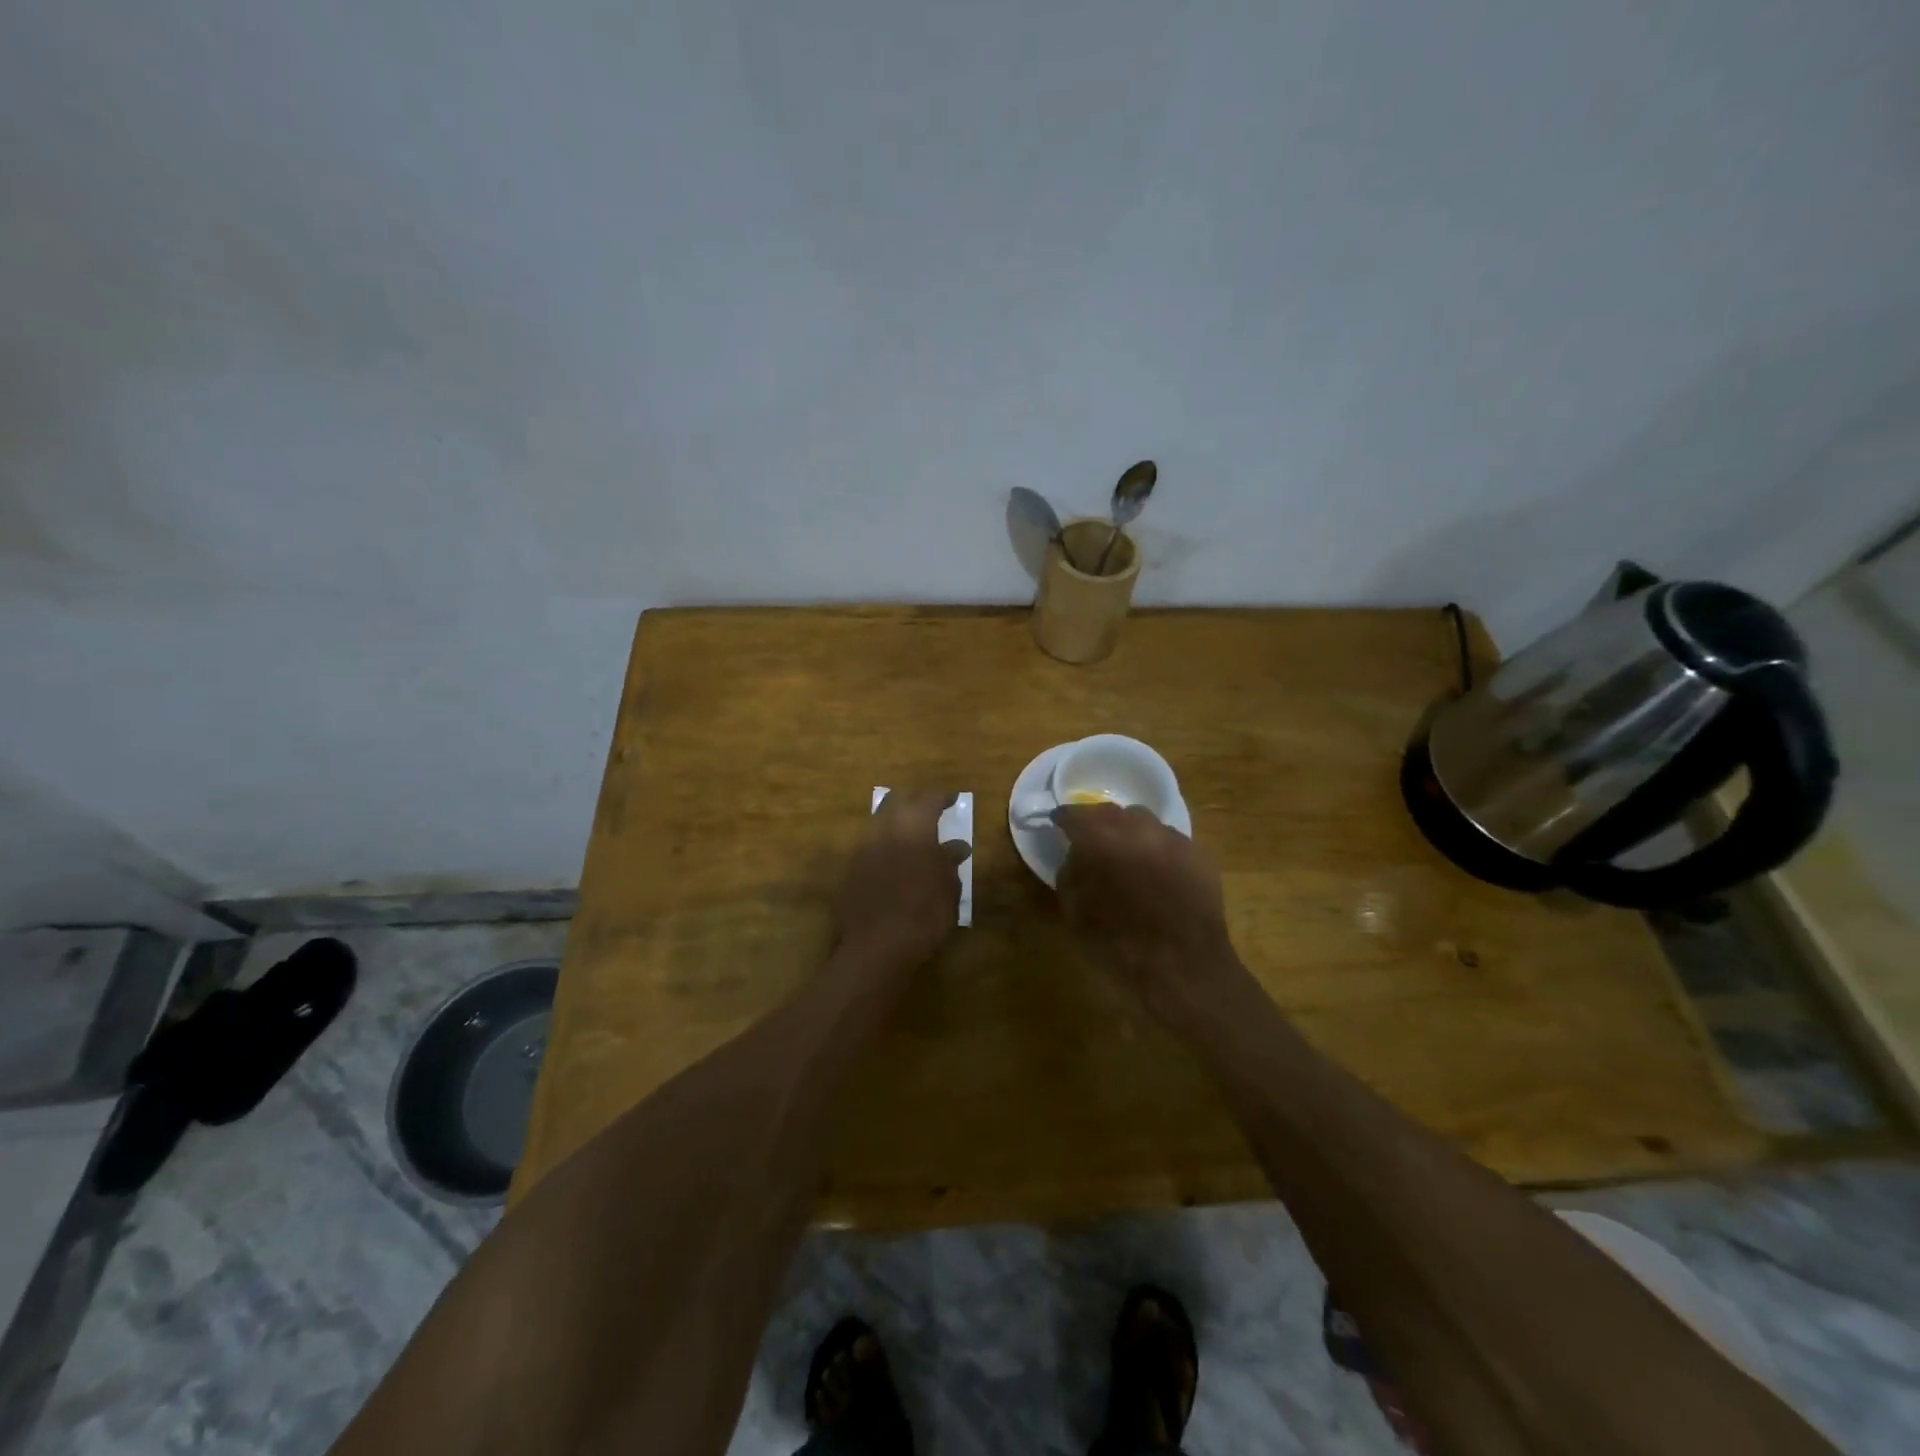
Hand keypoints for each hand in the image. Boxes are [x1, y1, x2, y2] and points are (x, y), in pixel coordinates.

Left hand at [833, 792, 969, 967]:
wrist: (876, 947)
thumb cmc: (923, 914)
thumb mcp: (947, 889)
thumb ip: (949, 862)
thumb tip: (956, 846)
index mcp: (913, 828)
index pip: (928, 800)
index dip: (942, 797)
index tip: (953, 799)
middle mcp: (884, 830)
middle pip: (897, 803)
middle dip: (914, 803)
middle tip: (930, 812)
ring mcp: (862, 849)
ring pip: (879, 823)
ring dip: (896, 824)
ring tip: (912, 837)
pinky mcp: (849, 870)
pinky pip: (869, 846)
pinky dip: (884, 846)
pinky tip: (894, 861)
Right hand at [1055, 804, 1241, 1026]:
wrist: (1184, 968)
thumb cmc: (1119, 946)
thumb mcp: (1075, 914)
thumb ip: (1070, 875)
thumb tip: (1076, 857)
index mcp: (1100, 840)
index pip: (1075, 814)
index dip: (1064, 819)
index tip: (1059, 824)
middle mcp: (1137, 829)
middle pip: (1111, 812)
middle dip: (1098, 822)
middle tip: (1093, 840)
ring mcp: (1172, 838)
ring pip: (1145, 822)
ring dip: (1131, 832)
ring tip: (1129, 854)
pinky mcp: (1199, 854)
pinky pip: (1170, 841)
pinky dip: (1158, 849)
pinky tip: (1158, 872)